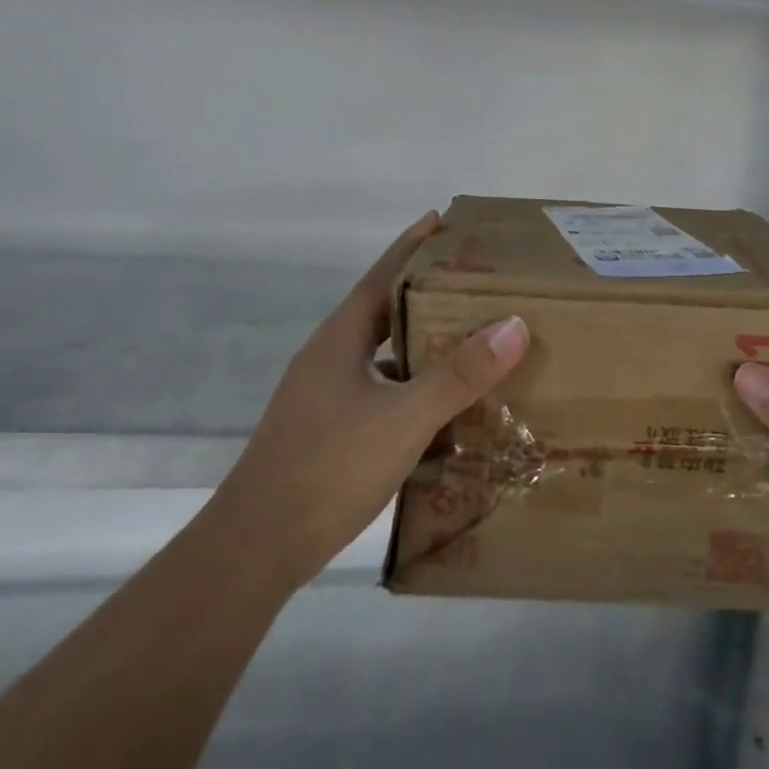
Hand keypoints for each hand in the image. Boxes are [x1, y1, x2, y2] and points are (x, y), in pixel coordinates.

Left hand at [215, 211, 529, 591]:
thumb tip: (513, 325)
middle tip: (477, 281)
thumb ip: (458, 374)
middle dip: (427, 291)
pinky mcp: (327, 428)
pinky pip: (379, 389)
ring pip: (382, 353)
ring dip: (421, 341)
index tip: (445, 220)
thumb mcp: (404, 418)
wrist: (255, 548)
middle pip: (384, 309)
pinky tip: (440, 404)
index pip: (383, 273)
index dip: (414, 245)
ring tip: (470, 338)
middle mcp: (329, 356)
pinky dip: (411, 385)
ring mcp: (324, 394)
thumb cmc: (328, 468)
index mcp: (341, 338)